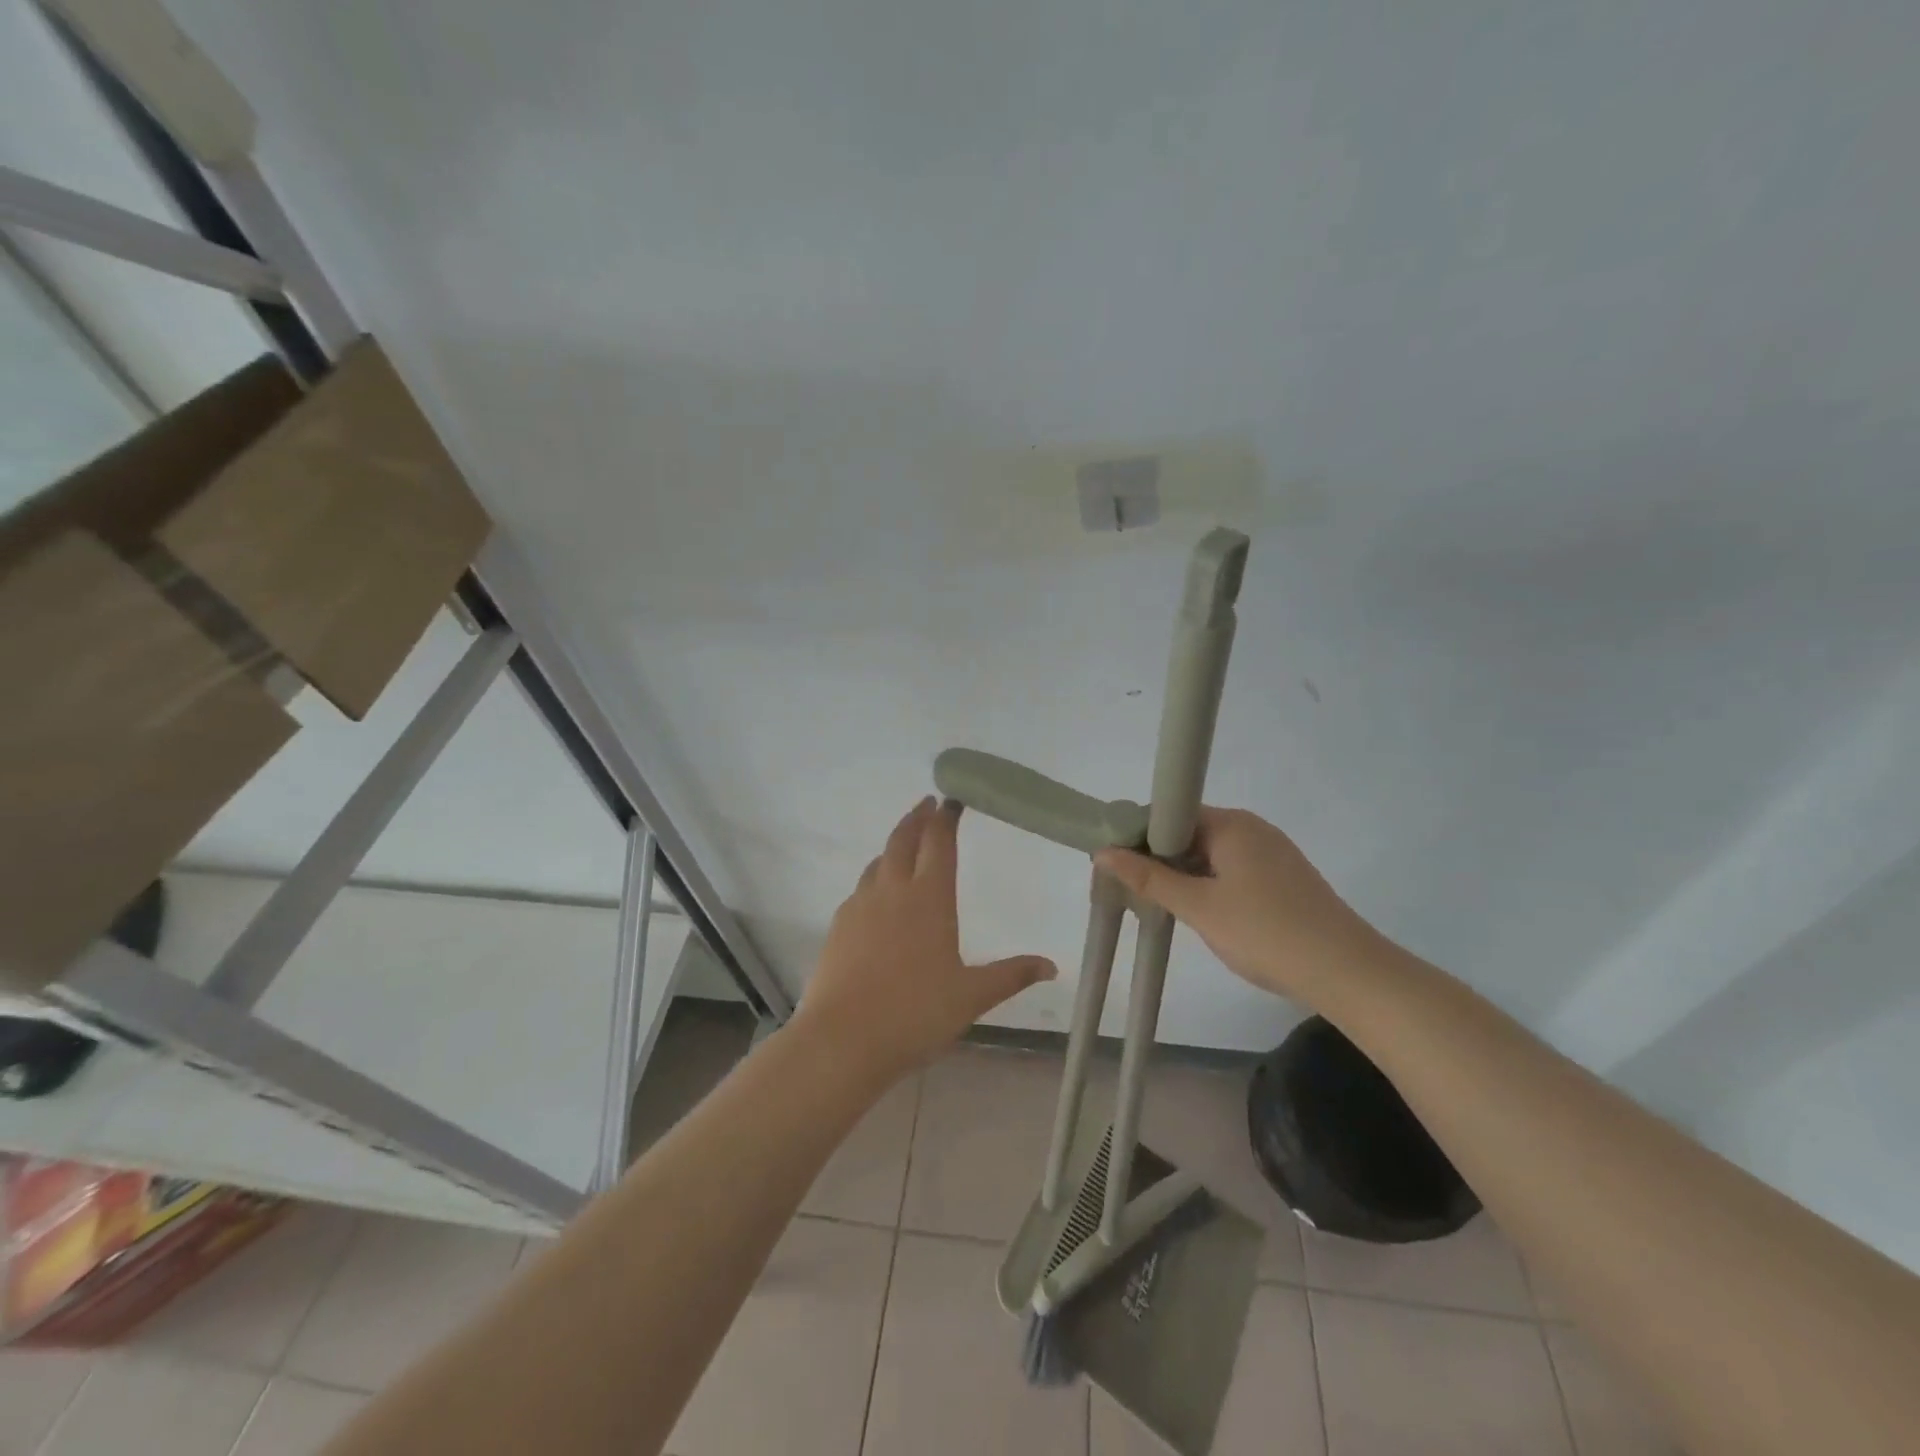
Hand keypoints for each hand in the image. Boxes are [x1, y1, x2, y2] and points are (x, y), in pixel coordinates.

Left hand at [795, 798, 1056, 1082]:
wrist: (842, 1039)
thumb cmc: (915, 1014)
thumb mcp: (971, 997)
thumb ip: (1011, 976)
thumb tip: (1052, 966)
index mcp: (929, 899)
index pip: (938, 843)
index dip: (946, 818)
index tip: (951, 800)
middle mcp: (892, 891)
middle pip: (903, 840)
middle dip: (916, 818)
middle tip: (927, 804)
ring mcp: (860, 906)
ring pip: (878, 862)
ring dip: (894, 845)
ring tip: (904, 844)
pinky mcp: (838, 926)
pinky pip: (861, 888)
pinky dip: (875, 876)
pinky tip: (878, 895)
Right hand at [1095, 807, 1386, 1005]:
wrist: (1347, 973)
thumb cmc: (1266, 933)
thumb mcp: (1199, 907)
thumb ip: (1149, 879)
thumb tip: (1102, 852)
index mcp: (1232, 824)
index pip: (1169, 814)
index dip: (1138, 836)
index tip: (1115, 864)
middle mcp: (1252, 828)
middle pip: (1189, 832)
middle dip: (1158, 858)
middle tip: (1132, 890)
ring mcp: (1271, 853)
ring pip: (1210, 854)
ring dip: (1183, 874)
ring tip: (1159, 905)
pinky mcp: (1283, 878)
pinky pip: (1231, 870)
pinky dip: (1209, 884)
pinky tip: (1200, 913)